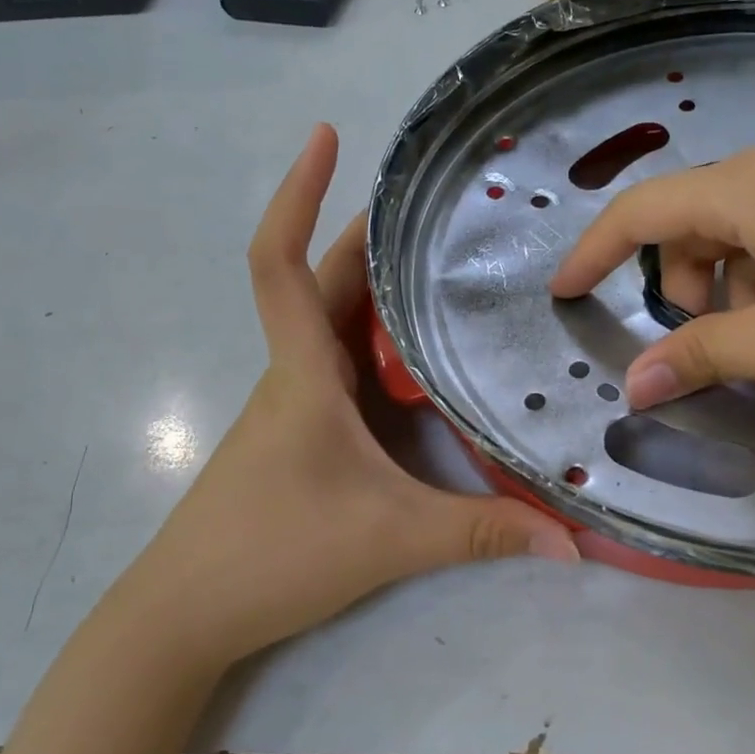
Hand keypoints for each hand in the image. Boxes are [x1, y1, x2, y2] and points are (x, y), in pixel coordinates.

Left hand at [120, 125, 578, 667]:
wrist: (183, 615)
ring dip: (375, 287)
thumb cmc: (273, 553)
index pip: (281, 261)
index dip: (297, 193)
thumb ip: (482, 533)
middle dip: (371, 235)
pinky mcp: (299, 436)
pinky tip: (418, 360)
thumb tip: (571, 541)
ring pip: (335, 324)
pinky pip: (341, 367)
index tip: (326, 138)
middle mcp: (294, 374)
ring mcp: (292, 405)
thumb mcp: (391, 538)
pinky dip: (376, 344)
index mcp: (303, 372)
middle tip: (439, 210)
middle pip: (326, 282)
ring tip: (443, 268)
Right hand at [549, 135, 754, 407]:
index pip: (641, 211)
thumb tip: (634, 385)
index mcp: (751, 187)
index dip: (593, 253)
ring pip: (749, 227)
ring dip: (738, 285)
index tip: (564, 292)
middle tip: (716, 345)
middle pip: (696, 220)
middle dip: (683, 285)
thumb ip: (703, 356)